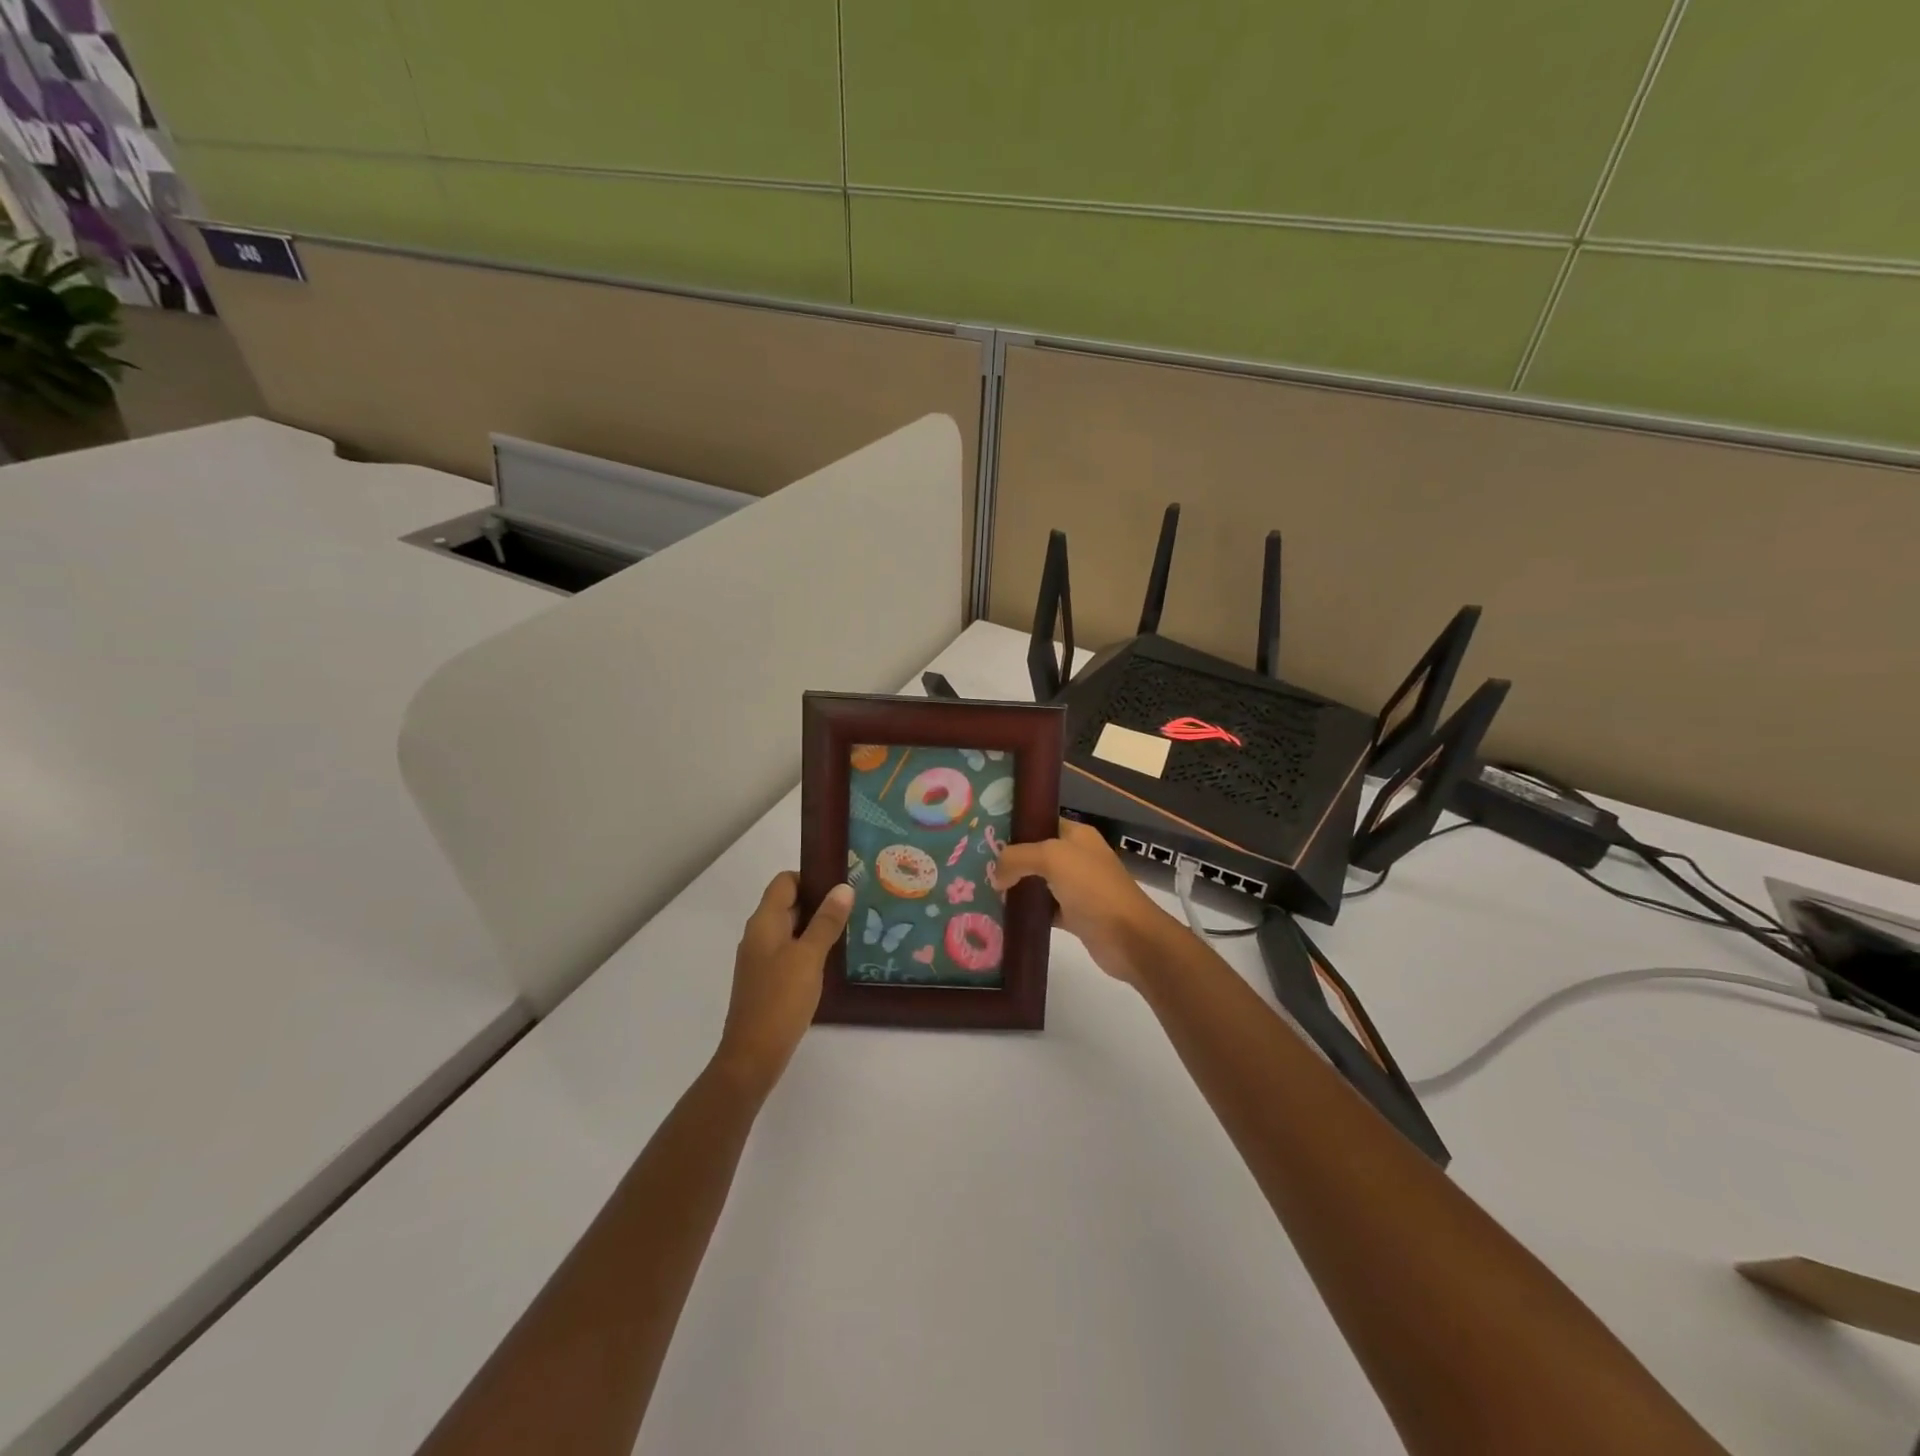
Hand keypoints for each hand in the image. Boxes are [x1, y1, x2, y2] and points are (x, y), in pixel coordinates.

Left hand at [714, 873, 853, 1095]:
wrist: (753, 1056)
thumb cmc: (780, 1000)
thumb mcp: (809, 957)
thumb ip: (826, 921)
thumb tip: (843, 887)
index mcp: (764, 922)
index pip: (785, 881)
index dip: (811, 877)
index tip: (842, 884)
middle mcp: (759, 935)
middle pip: (789, 903)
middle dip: (820, 901)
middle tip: (856, 904)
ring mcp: (762, 959)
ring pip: (792, 929)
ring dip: (818, 926)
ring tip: (852, 928)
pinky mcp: (768, 980)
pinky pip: (791, 951)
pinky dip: (811, 948)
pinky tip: (834, 959)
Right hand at [994, 820, 1178, 985]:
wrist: (1129, 937)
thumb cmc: (1093, 888)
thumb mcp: (1052, 858)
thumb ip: (1018, 857)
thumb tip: (995, 875)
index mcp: (1077, 835)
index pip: (1040, 822)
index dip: (1015, 826)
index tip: (984, 834)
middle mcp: (1077, 857)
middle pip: (1036, 853)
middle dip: (1010, 859)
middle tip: (977, 865)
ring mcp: (1077, 888)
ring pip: (1038, 882)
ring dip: (1016, 887)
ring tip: (982, 889)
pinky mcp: (1075, 916)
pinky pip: (1044, 909)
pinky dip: (1027, 912)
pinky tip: (1002, 915)